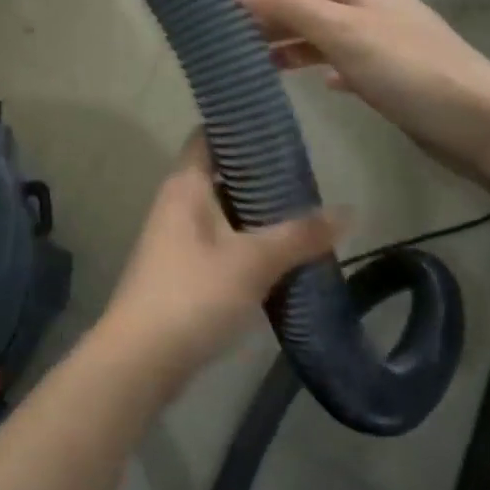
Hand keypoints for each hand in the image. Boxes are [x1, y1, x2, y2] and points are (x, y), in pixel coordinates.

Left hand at [98, 134, 343, 383]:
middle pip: (222, 175)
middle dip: (262, 177)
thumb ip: (300, 235)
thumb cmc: (193, 294)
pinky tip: (282, 256)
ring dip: (258, 214)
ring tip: (305, 215)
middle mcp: (177, 203)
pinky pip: (221, 243)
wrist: (141, 360)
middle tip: (307, 178)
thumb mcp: (253, 261)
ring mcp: (177, 238)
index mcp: (186, 185)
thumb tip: (348, 211)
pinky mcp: (183, 270)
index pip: (209, 136)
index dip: (240, 128)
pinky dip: (248, 244)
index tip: (280, 130)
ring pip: (224, 212)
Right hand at [227, 0, 489, 181]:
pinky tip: (318, 84)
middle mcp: (377, 9)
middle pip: (316, 7)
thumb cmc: (407, 70)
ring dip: (298, 46)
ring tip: (261, 64)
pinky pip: (351, 64)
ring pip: (331, 37)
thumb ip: (288, 6)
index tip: (224, 11)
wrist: (481, 124)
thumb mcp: (343, 32)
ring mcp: (390, 44)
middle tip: (234, 42)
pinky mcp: (397, 78)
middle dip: (277, 21)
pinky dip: (328, 68)